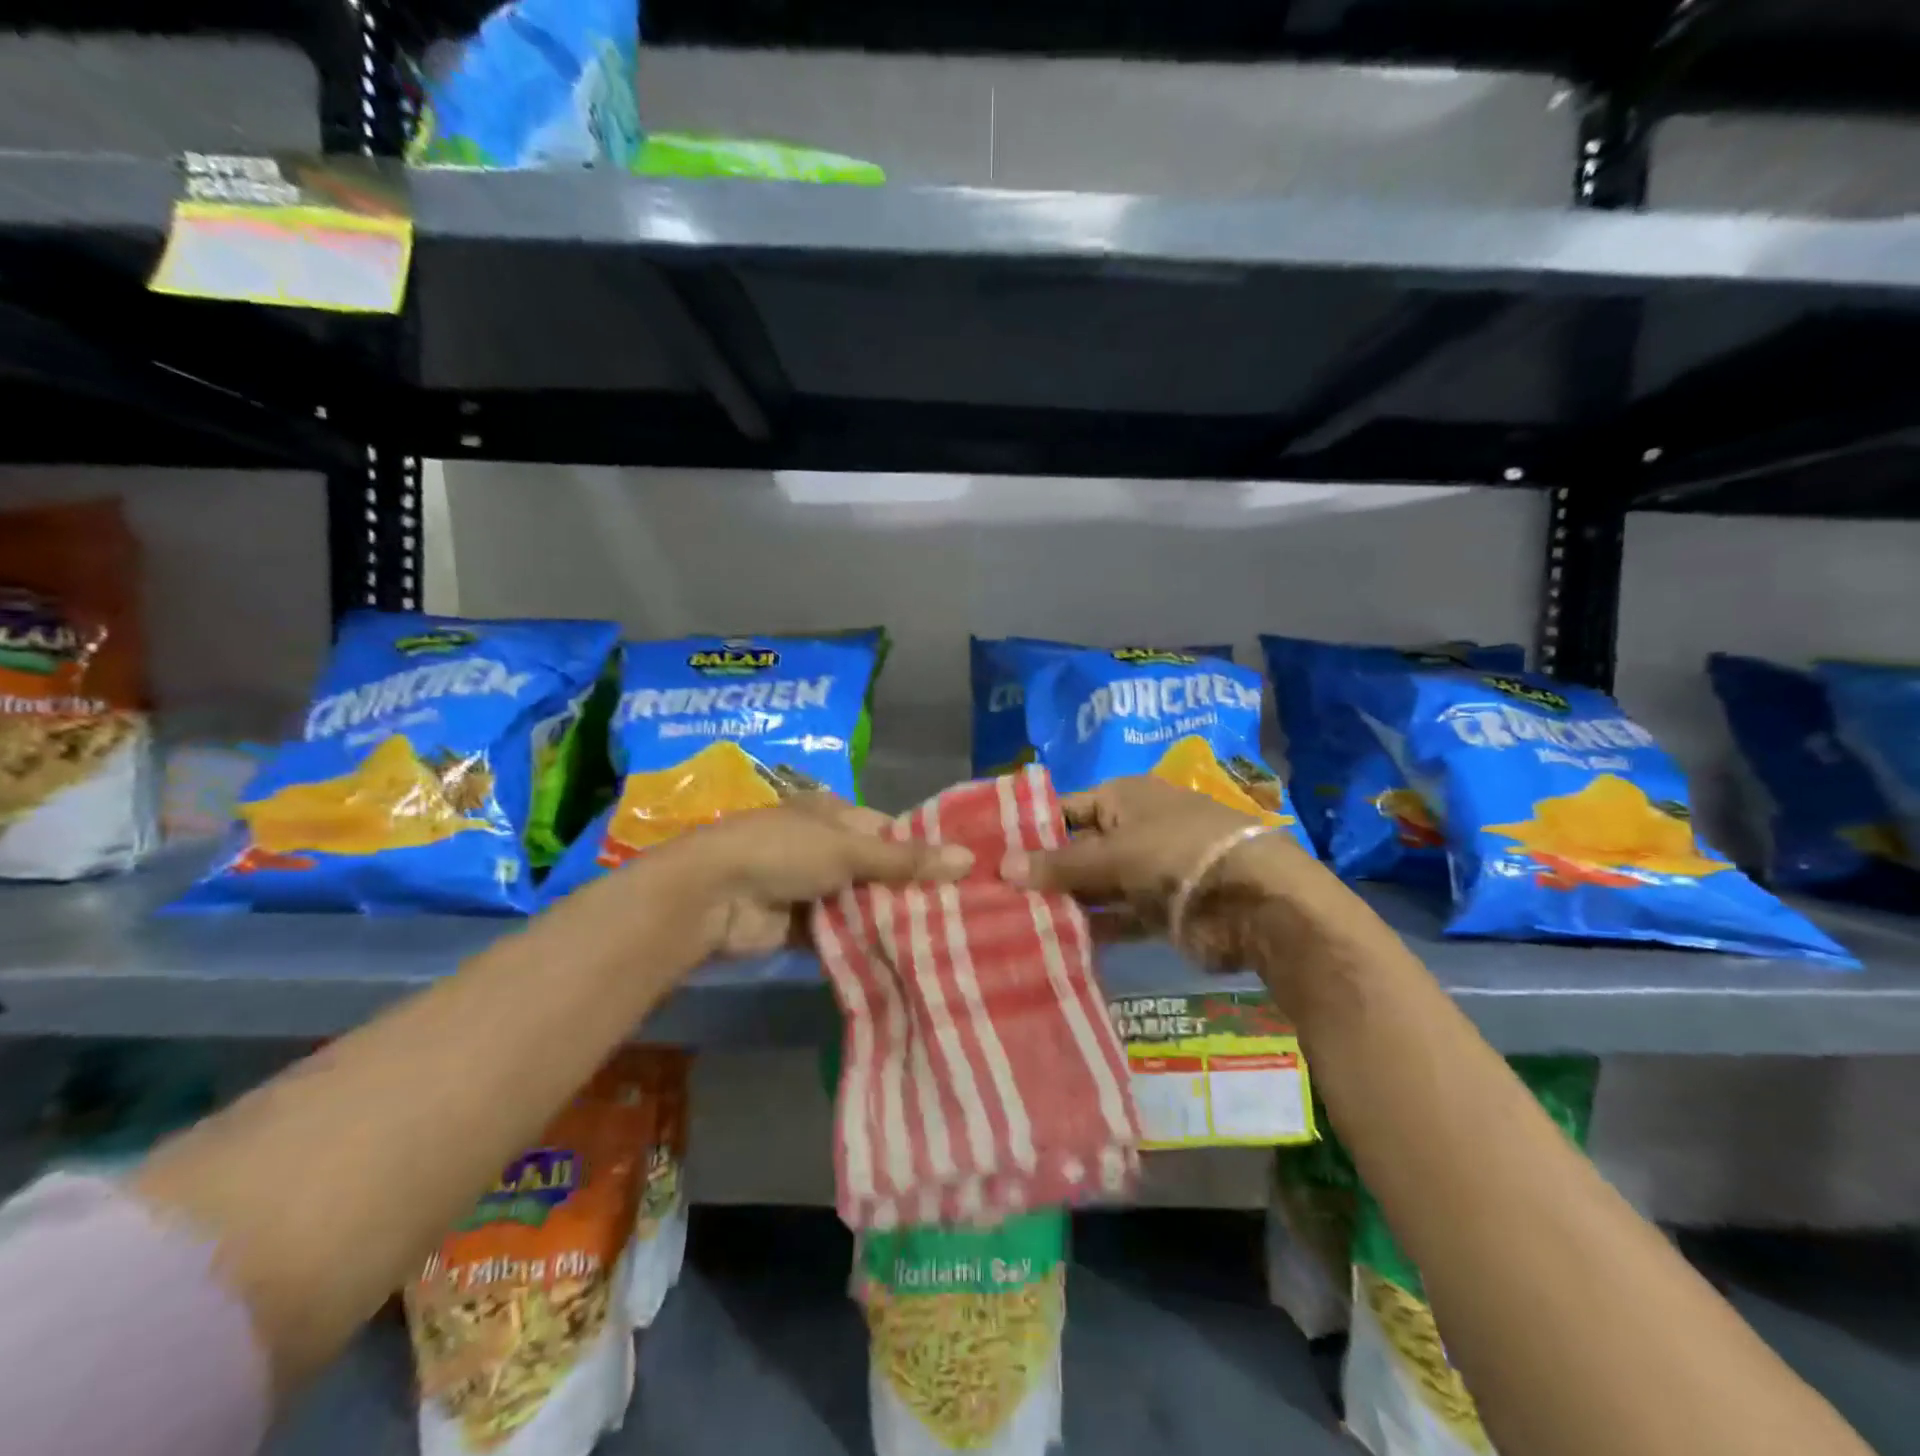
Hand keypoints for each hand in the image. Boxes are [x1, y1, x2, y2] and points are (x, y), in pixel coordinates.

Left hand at [672, 794, 972, 956]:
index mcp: (834, 814)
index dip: (922, 850)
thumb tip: (968, 858)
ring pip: (860, 904)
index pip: (890, 830)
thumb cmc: (783, 852)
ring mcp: (810, 887)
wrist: (712, 897)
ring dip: (887, 920)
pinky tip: (901, 958)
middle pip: (877, 870)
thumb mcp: (848, 850)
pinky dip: (862, 943)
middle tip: (961, 914)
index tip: (963, 875)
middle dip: (909, 891)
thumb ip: (904, 860)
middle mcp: (824, 847)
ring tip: (942, 940)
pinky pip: (840, 933)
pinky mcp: (800, 926)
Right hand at [1001, 776, 1322, 954]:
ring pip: (1095, 886)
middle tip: (993, 898)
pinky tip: (1054, 943)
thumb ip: (1060, 864)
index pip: (1065, 808)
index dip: (1030, 830)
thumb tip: (1003, 868)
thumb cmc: (1176, 854)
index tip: (990, 855)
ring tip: (1013, 925)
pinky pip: (1116, 917)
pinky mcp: (1158, 910)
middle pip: (1078, 849)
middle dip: (1043, 873)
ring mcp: (1147, 871)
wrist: (1254, 901)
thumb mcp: (1113, 852)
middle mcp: (1133, 828)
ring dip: (1064, 904)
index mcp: (1123, 797)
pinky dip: (1092, 929)